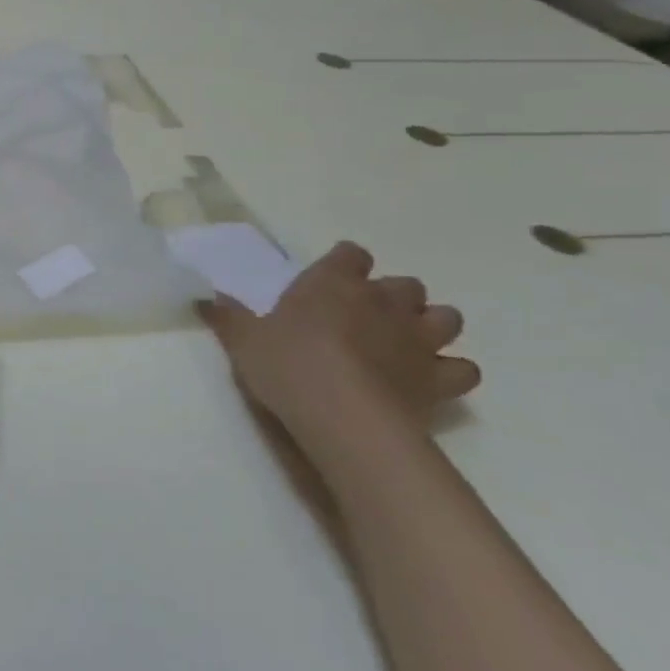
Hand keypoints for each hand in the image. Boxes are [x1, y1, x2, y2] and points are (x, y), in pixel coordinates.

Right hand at [200, 242, 479, 462]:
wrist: (343, 416)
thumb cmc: (288, 365)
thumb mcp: (243, 339)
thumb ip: (229, 317)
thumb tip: (206, 298)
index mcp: (334, 283)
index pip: (351, 254)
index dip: (343, 264)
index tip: (330, 280)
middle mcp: (383, 302)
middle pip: (404, 284)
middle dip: (391, 297)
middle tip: (365, 318)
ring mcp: (417, 339)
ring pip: (444, 317)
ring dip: (429, 326)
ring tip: (405, 344)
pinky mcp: (440, 379)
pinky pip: (462, 368)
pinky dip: (451, 371)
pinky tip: (429, 380)